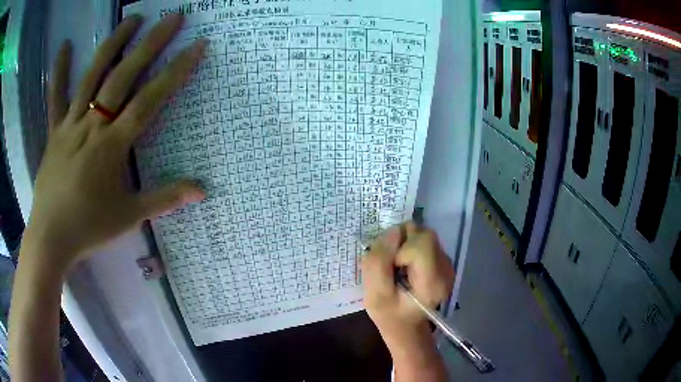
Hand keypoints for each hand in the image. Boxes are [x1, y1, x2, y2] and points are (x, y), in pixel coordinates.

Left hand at [23, 14, 206, 274]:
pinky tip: (65, 46)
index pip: (149, 100)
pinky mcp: (54, 131)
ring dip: (113, 44)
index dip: (175, 72)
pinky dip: (59, 70)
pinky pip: (56, 97)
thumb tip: (203, 190)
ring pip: (92, 76)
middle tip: (171, 17)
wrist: (51, 237)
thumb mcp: (129, 216)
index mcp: (112, 146)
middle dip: (150, 44)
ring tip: (132, 18)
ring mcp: (70, 124)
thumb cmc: (89, 227)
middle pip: (123, 77)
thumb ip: (164, 199)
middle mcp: (92, 126)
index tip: (196, 46)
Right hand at [361, 223, 453, 380]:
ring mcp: (447, 263)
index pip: (421, 244)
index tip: (392, 268)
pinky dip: (409, 247)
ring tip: (397, 266)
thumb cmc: (390, 315)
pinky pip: (423, 240)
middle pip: (424, 234)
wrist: (406, 324)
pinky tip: (405, 266)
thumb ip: (379, 263)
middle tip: (391, 264)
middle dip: (401, 242)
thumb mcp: (374, 295)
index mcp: (433, 282)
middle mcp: (446, 268)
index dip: (399, 250)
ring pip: (423, 233)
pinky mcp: (442, 259)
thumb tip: (394, 231)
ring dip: (404, 244)